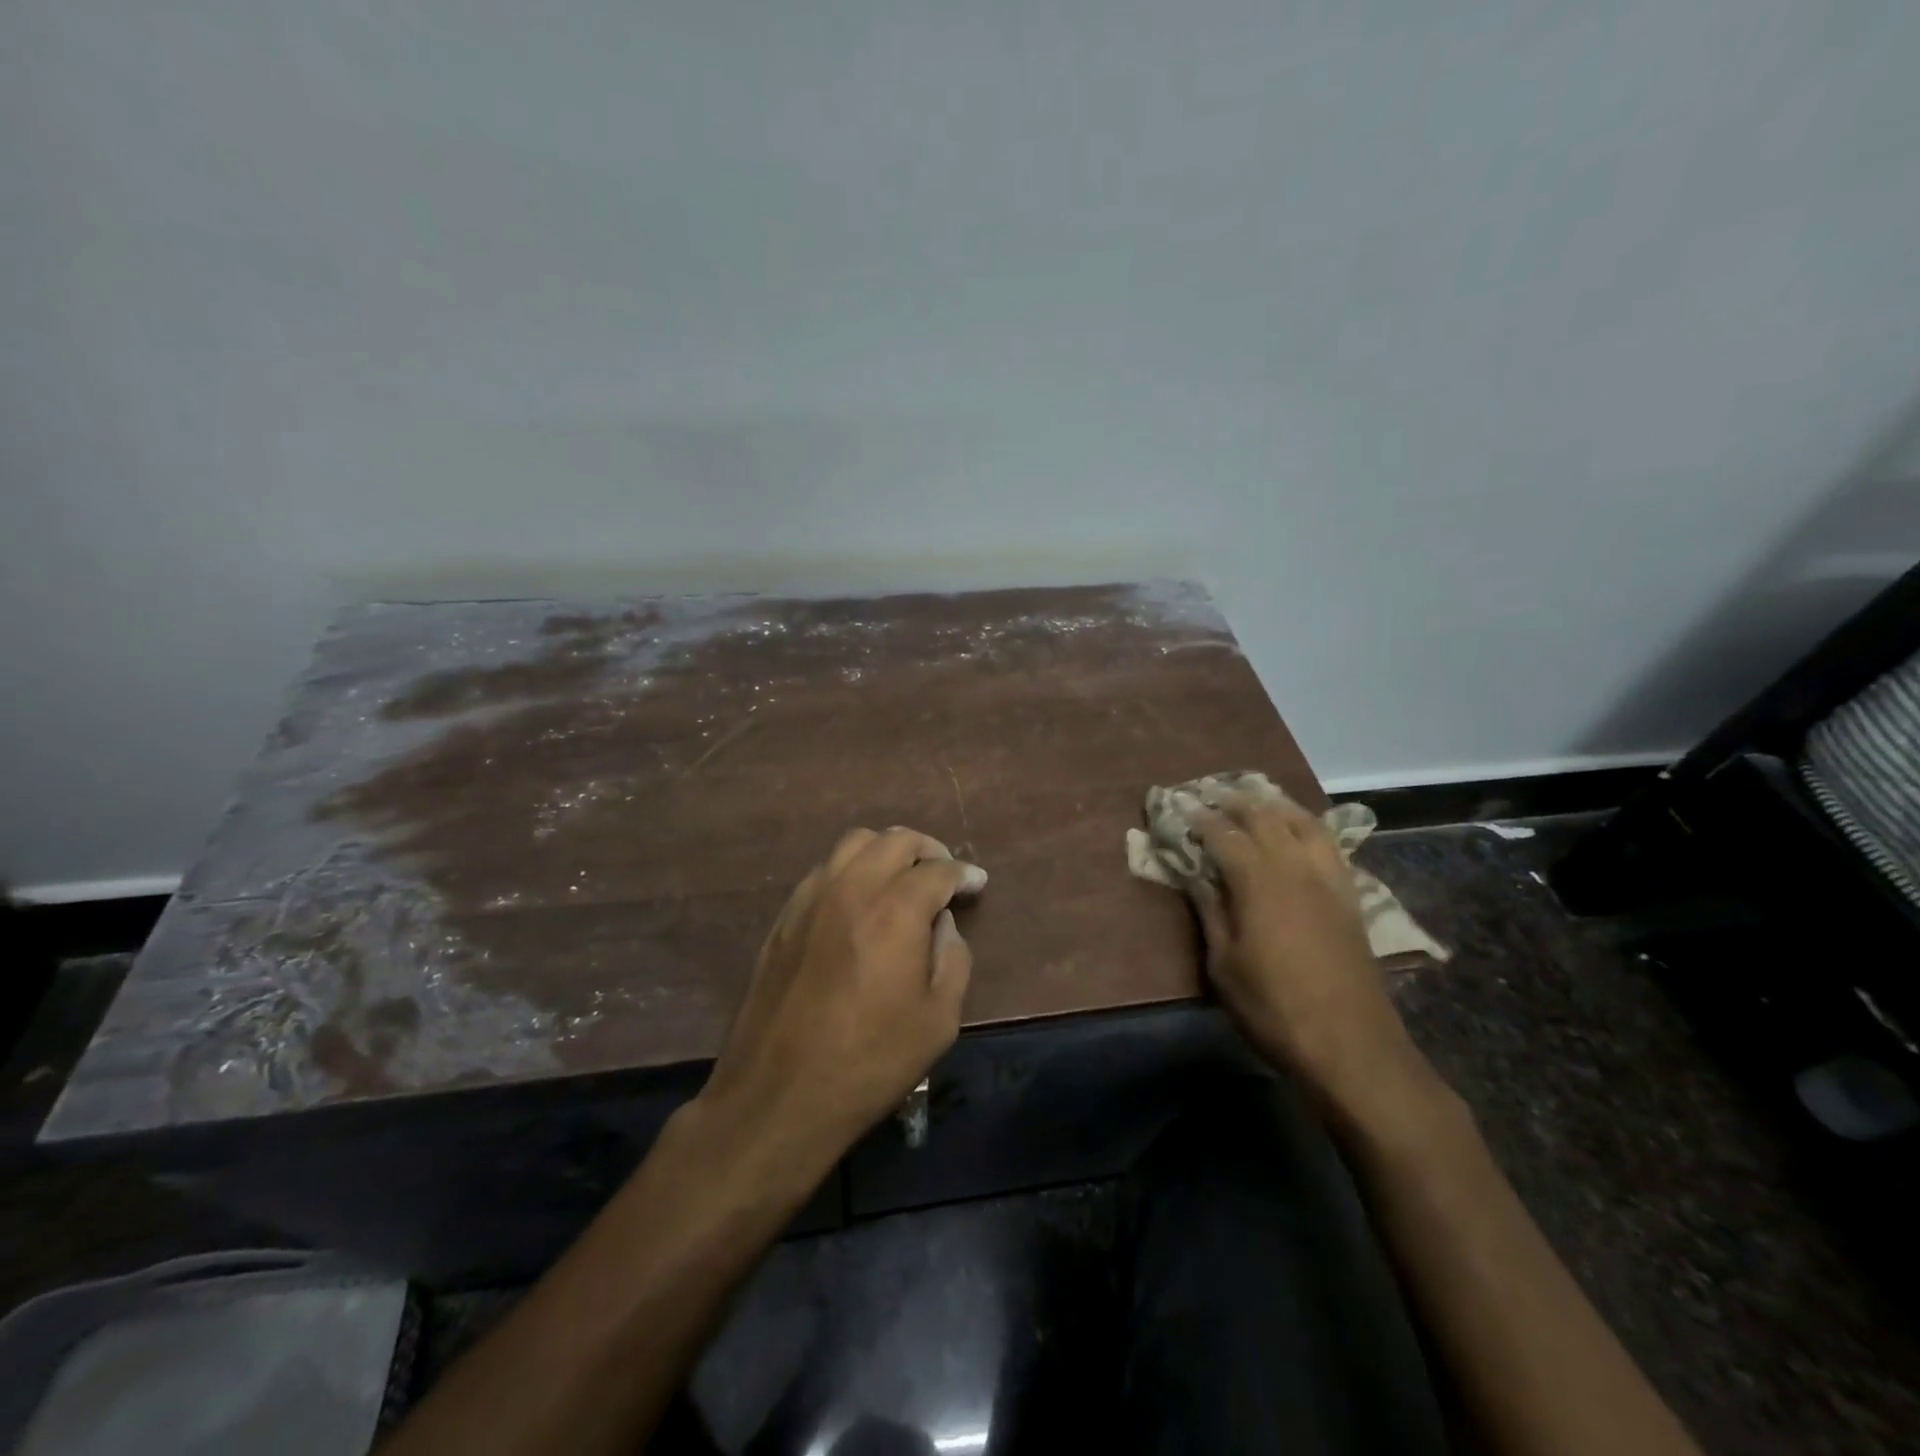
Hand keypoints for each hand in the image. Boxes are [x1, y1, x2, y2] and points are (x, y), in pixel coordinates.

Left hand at [697, 827, 986, 1160]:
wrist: (779, 1096)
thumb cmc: (870, 1062)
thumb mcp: (939, 1020)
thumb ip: (952, 958)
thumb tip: (942, 924)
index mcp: (895, 911)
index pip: (938, 870)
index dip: (964, 873)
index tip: (976, 884)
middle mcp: (851, 890)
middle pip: (895, 840)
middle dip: (928, 850)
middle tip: (943, 874)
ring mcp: (811, 900)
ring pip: (853, 843)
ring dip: (886, 850)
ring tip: (901, 877)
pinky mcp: (784, 918)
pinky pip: (824, 870)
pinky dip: (851, 870)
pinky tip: (859, 900)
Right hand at [1189, 795, 1436, 1121]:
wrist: (1352, 1045)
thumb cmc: (1274, 1008)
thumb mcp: (1224, 965)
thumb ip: (1210, 912)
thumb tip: (1195, 876)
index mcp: (1259, 882)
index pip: (1223, 835)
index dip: (1199, 819)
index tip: (1179, 808)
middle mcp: (1295, 868)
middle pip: (1265, 818)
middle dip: (1235, 802)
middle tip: (1211, 796)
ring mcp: (1328, 880)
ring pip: (1303, 823)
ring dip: (1275, 806)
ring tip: (1255, 802)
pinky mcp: (1349, 897)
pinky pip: (1328, 845)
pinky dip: (1307, 826)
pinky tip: (1298, 834)